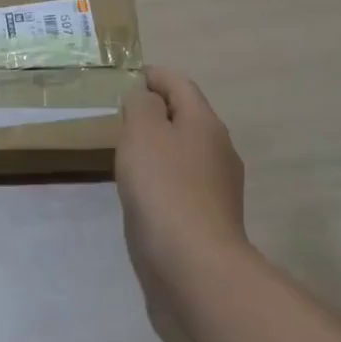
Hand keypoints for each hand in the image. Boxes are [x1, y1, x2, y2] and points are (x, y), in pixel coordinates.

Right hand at [116, 67, 250, 294]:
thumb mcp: (143, 132)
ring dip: (159, 145)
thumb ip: (141, 105)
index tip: (128, 77)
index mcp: (205, 122)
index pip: (180, 83)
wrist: (193, 266)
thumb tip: (145, 99)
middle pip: (186, 116)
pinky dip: (162, 176)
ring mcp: (217, 187)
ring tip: (127, 151)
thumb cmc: (164, 188)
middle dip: (156, 110)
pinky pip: (182, 182)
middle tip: (122, 114)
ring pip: (184, 151)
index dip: (153, 75)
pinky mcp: (208, 218)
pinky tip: (141, 190)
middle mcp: (218, 149)